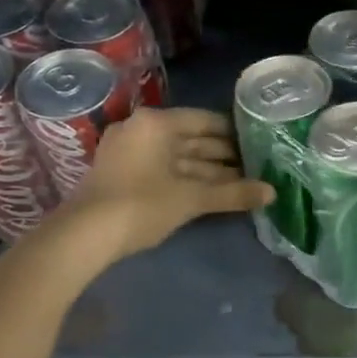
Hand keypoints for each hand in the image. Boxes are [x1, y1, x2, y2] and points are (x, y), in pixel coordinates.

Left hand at [53, 108, 271, 259]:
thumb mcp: (192, 199)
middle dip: (225, 156)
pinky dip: (189, 180)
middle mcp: (142, 129)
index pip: (206, 120)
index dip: (236, 134)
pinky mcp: (123, 175)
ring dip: (210, 171)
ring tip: (244, 183)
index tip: (261, 144)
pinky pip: (165, 170)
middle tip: (259, 166)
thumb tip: (273, 193)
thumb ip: (234, 193)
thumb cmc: (142, 205)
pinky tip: (214, 193)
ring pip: (179, 158)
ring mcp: (130, 152)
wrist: (84, 236)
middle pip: (193, 139)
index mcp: (157, 123)